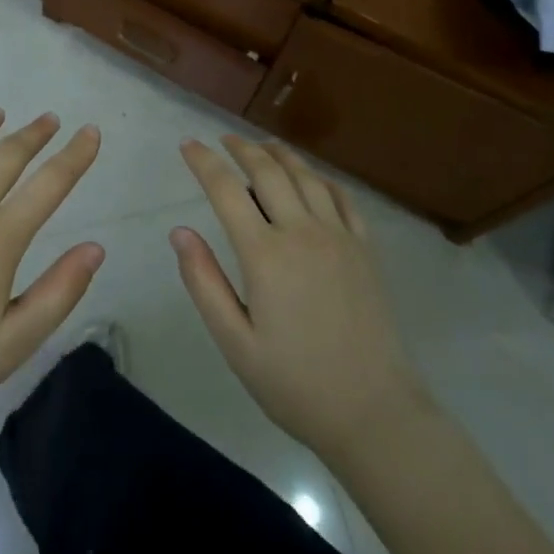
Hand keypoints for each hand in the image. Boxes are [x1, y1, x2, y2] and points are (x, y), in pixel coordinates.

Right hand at [172, 135, 426, 467]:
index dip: (204, 162)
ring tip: (263, 145)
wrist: (374, 413)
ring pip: (306, 176)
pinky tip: (312, 178)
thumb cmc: (294, 383)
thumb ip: (204, 282)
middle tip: (223, 139)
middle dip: (241, 148)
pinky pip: (343, 198)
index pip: (226, 189)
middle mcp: (302, 233)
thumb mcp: (234, 342)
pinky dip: (321, 178)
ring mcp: (339, 238)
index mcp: (265, 255)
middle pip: (268, 171)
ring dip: (280, 154)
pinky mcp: (365, 250)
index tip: (188, 144)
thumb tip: (179, 231)